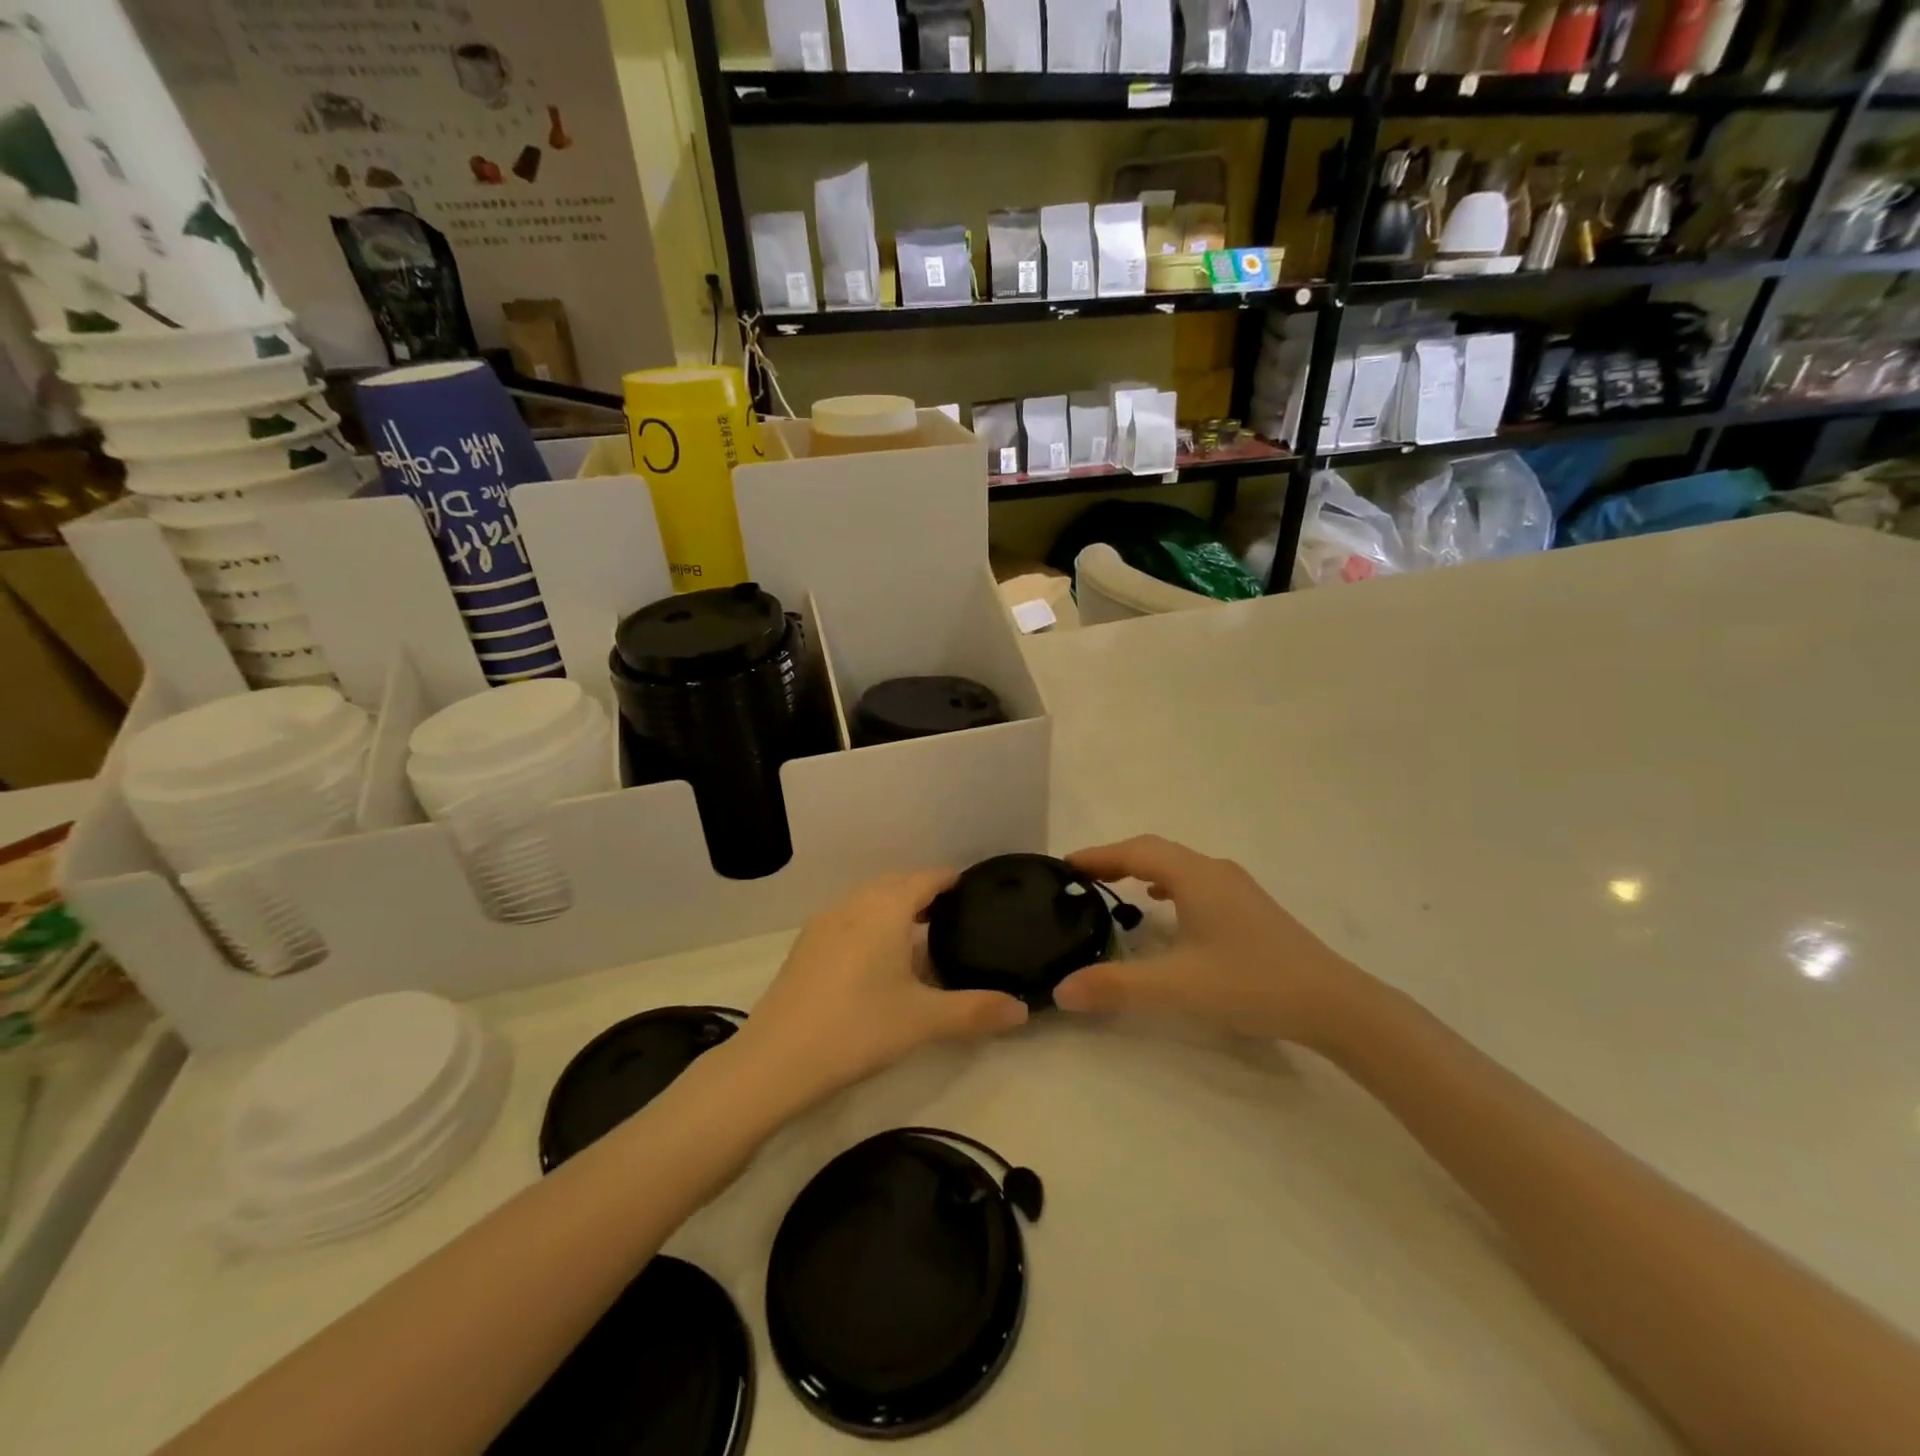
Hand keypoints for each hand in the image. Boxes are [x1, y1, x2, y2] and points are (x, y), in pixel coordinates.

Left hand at [734, 870, 1028, 1107]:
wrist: (774, 1061)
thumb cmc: (857, 1028)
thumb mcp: (924, 1021)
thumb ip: (976, 1011)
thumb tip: (1023, 1010)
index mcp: (885, 909)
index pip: (925, 878)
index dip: (950, 879)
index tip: (973, 888)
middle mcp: (853, 905)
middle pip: (895, 884)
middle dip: (924, 892)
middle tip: (954, 914)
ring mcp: (823, 924)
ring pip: (868, 901)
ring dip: (895, 908)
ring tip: (920, 935)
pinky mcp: (805, 947)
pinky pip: (848, 919)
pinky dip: (871, 924)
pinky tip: (878, 960)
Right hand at [1053, 835, 1368, 1046]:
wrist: (1334, 1004)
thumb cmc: (1251, 983)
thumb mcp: (1177, 987)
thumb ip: (1116, 986)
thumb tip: (1061, 990)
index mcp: (1195, 876)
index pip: (1134, 851)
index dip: (1097, 855)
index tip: (1064, 865)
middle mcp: (1214, 871)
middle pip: (1155, 851)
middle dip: (1115, 860)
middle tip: (1081, 878)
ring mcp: (1236, 887)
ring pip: (1177, 865)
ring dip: (1142, 870)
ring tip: (1114, 889)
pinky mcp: (1250, 907)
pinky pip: (1195, 881)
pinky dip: (1168, 885)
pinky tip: (1165, 907)